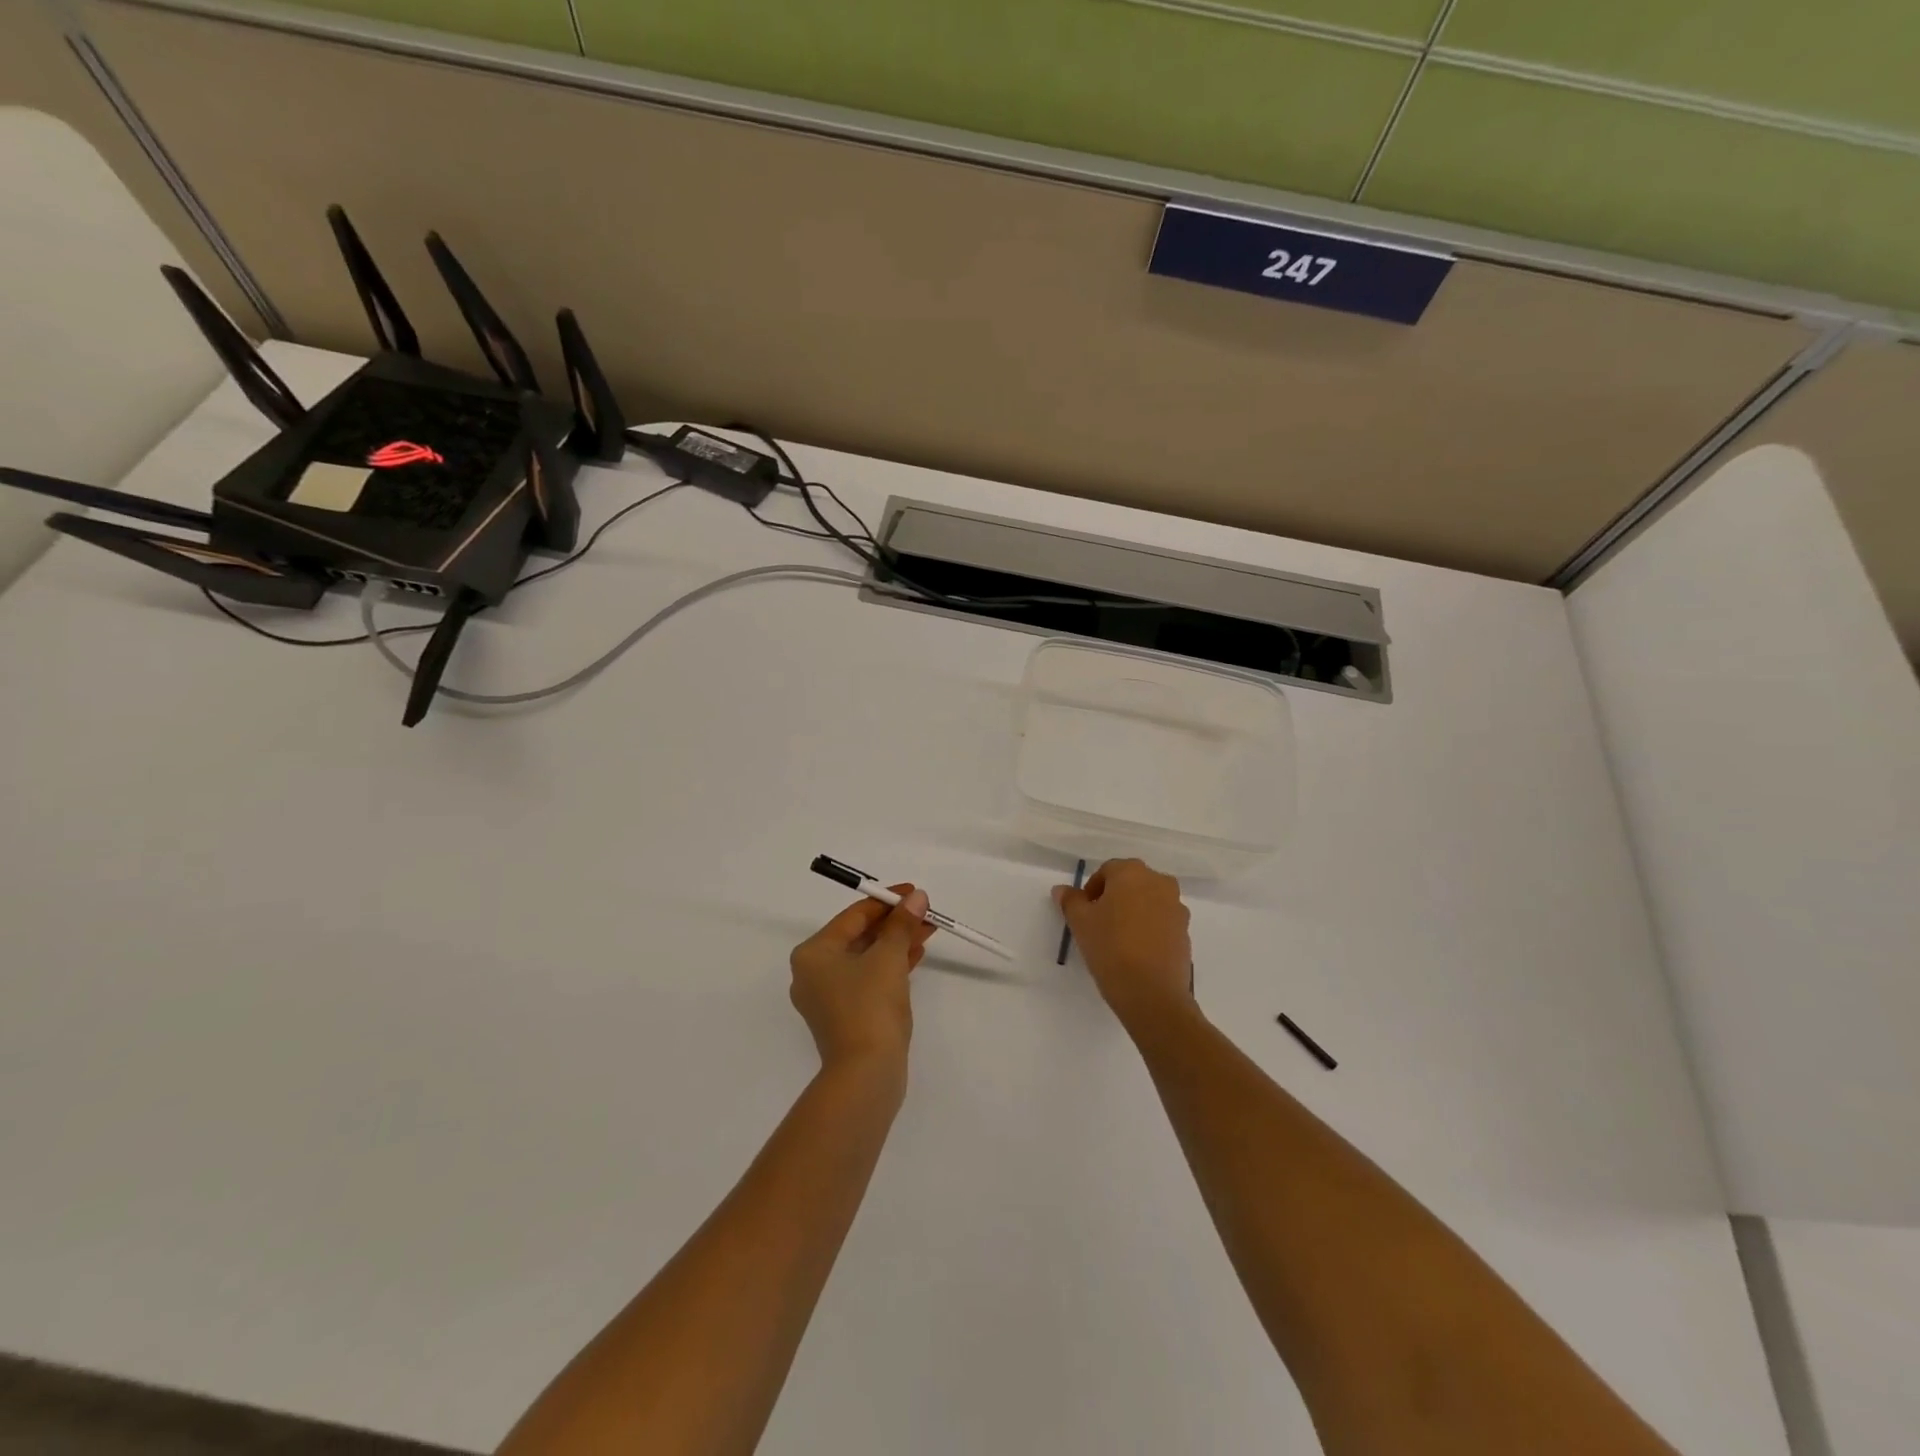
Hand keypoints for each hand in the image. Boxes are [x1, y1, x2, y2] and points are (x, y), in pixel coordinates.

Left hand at [790, 886, 933, 1073]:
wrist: (866, 1074)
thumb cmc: (870, 1005)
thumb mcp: (889, 957)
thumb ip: (902, 924)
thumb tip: (917, 897)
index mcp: (813, 953)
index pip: (854, 916)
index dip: (887, 901)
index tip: (915, 893)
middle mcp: (813, 973)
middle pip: (859, 936)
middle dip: (894, 923)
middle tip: (925, 913)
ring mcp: (828, 997)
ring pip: (866, 958)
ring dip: (896, 943)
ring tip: (927, 931)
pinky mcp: (845, 1016)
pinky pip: (868, 979)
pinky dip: (890, 966)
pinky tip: (915, 956)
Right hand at [1054, 859, 1193, 1028]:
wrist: (1152, 993)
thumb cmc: (1111, 947)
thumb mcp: (1080, 923)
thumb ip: (1071, 901)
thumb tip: (1062, 890)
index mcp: (1132, 873)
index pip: (1107, 870)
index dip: (1092, 889)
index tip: (1084, 912)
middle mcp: (1159, 882)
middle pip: (1131, 883)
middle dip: (1114, 898)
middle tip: (1099, 923)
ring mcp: (1177, 908)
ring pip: (1148, 902)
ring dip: (1134, 912)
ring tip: (1118, 939)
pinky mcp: (1186, 932)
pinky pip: (1162, 922)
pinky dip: (1149, 929)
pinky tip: (1136, 952)